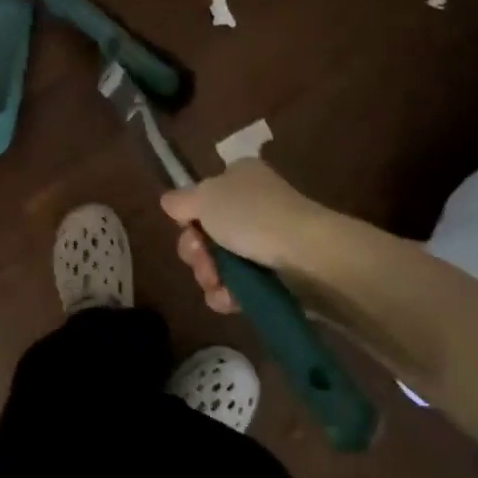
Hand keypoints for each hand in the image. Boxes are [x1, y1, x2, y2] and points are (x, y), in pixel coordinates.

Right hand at [160, 159, 329, 313]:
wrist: (309, 257)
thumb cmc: (253, 216)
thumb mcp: (206, 198)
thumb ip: (181, 200)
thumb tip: (168, 202)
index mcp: (239, 178)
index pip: (203, 196)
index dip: (189, 216)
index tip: (187, 227)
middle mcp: (252, 206)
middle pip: (206, 233)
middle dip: (196, 251)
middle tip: (201, 257)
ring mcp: (265, 242)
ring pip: (219, 264)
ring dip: (209, 276)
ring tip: (216, 283)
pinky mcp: (275, 277)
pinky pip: (238, 287)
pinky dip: (228, 294)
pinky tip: (228, 299)